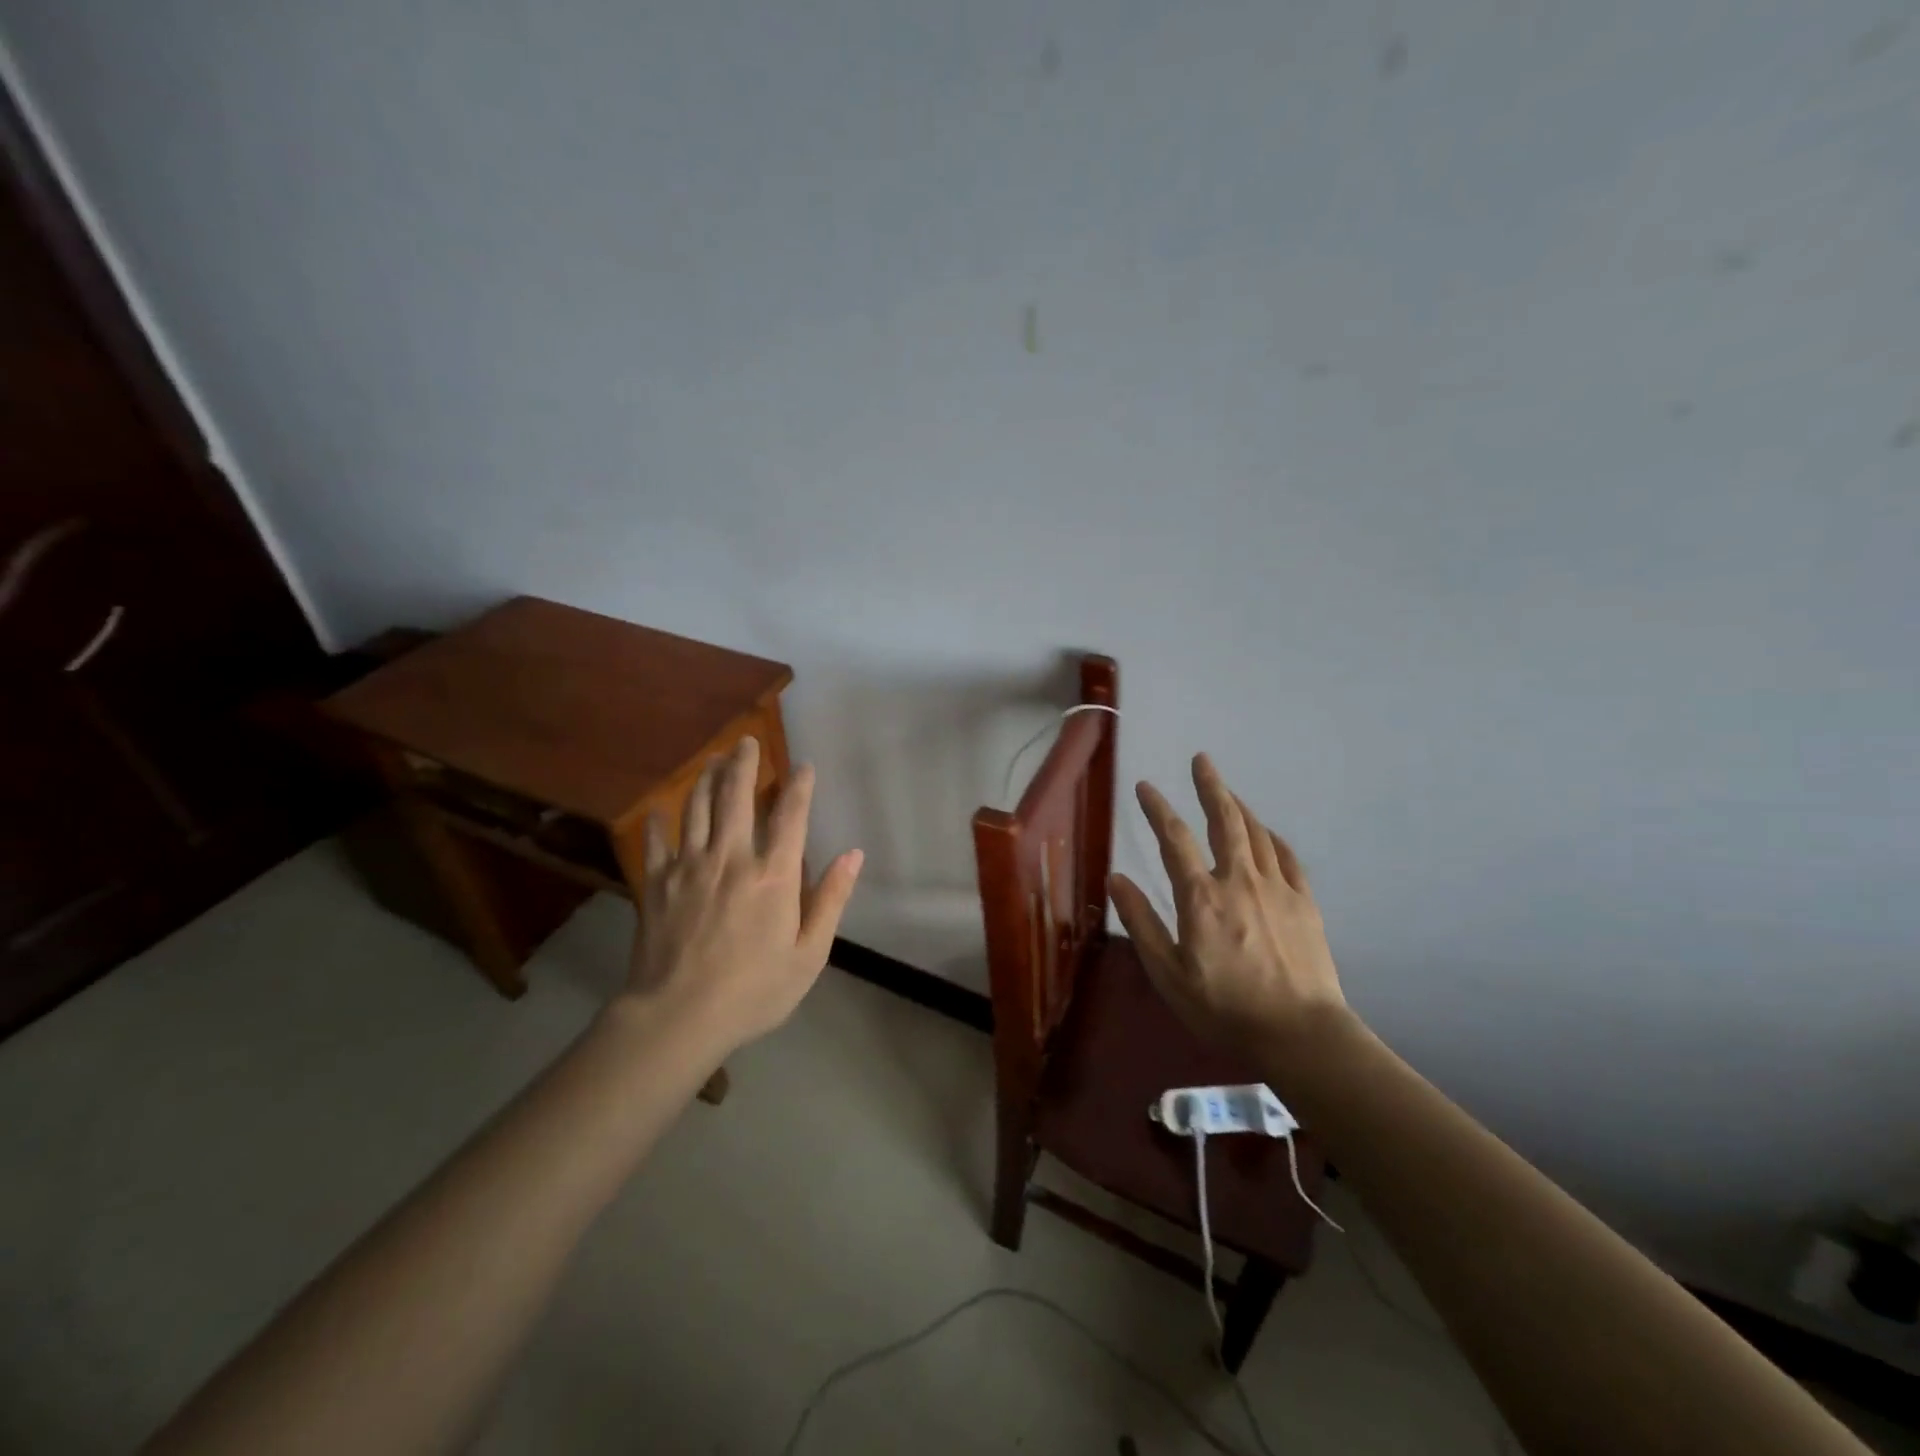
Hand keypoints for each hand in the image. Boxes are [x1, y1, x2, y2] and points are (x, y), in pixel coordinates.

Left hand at [622, 737, 862, 1052]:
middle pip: (737, 795)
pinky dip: (659, 820)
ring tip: (715, 759)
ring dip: (708, 778)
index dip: (799, 785)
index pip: (790, 814)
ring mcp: (689, 866)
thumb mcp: (809, 954)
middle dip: (745, 763)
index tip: (804, 766)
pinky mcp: (656, 882)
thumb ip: (831, 899)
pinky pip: (657, 840)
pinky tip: (660, 808)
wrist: (678, 1017)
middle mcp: (731, 857)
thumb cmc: (753, 990)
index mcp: (773, 874)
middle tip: (748, 741)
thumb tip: (853, 854)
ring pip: (698, 807)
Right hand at [1110, 753, 1347, 1058]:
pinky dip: (1273, 838)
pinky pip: (1288, 857)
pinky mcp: (1305, 903)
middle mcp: (1239, 880)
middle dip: (1210, 786)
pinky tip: (1267, 834)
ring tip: (1227, 791)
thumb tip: (1117, 878)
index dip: (1157, 808)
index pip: (1174, 839)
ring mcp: (1277, 889)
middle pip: (1225, 820)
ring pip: (1257, 833)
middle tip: (1201, 760)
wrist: (1300, 1035)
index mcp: (1201, 897)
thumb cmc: (1224, 1009)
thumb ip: (1141, 922)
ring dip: (1239, 806)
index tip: (1145, 786)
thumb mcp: (1167, 973)